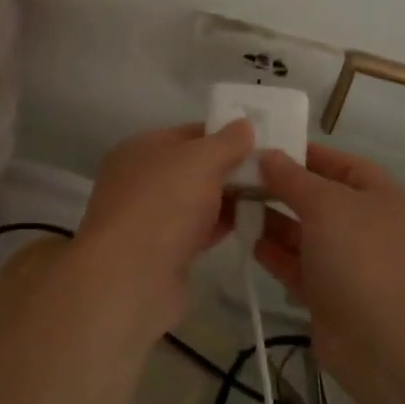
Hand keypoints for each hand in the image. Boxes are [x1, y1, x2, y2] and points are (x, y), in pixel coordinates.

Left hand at [68, 119, 255, 338]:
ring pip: (198, 199)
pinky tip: (253, 224)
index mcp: (142, 148)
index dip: (226, 134)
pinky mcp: (162, 251)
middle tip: (274, 171)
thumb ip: (226, 141)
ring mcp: (150, 217)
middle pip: (195, 167)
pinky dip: (221, 225)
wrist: (130, 279)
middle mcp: (142, 179)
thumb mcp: (200, 160)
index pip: (191, 132)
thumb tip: (245, 124)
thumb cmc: (163, 205)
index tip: (263, 142)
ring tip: (272, 196)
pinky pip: (198, 229)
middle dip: (231, 168)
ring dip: (230, 198)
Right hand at [254, 143, 404, 376]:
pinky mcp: (326, 294)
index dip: (301, 153)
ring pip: (301, 233)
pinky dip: (273, 254)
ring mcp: (344, 261)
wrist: (386, 341)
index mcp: (374, 193)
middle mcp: (361, 223)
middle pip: (314, 198)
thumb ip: (292, 179)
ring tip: (230, 206)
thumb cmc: (361, 256)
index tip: (260, 147)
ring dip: (270, 220)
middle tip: (234, 177)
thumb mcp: (326, 204)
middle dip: (278, 188)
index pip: (335, 162)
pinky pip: (295, 265)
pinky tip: (247, 241)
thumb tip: (268, 155)